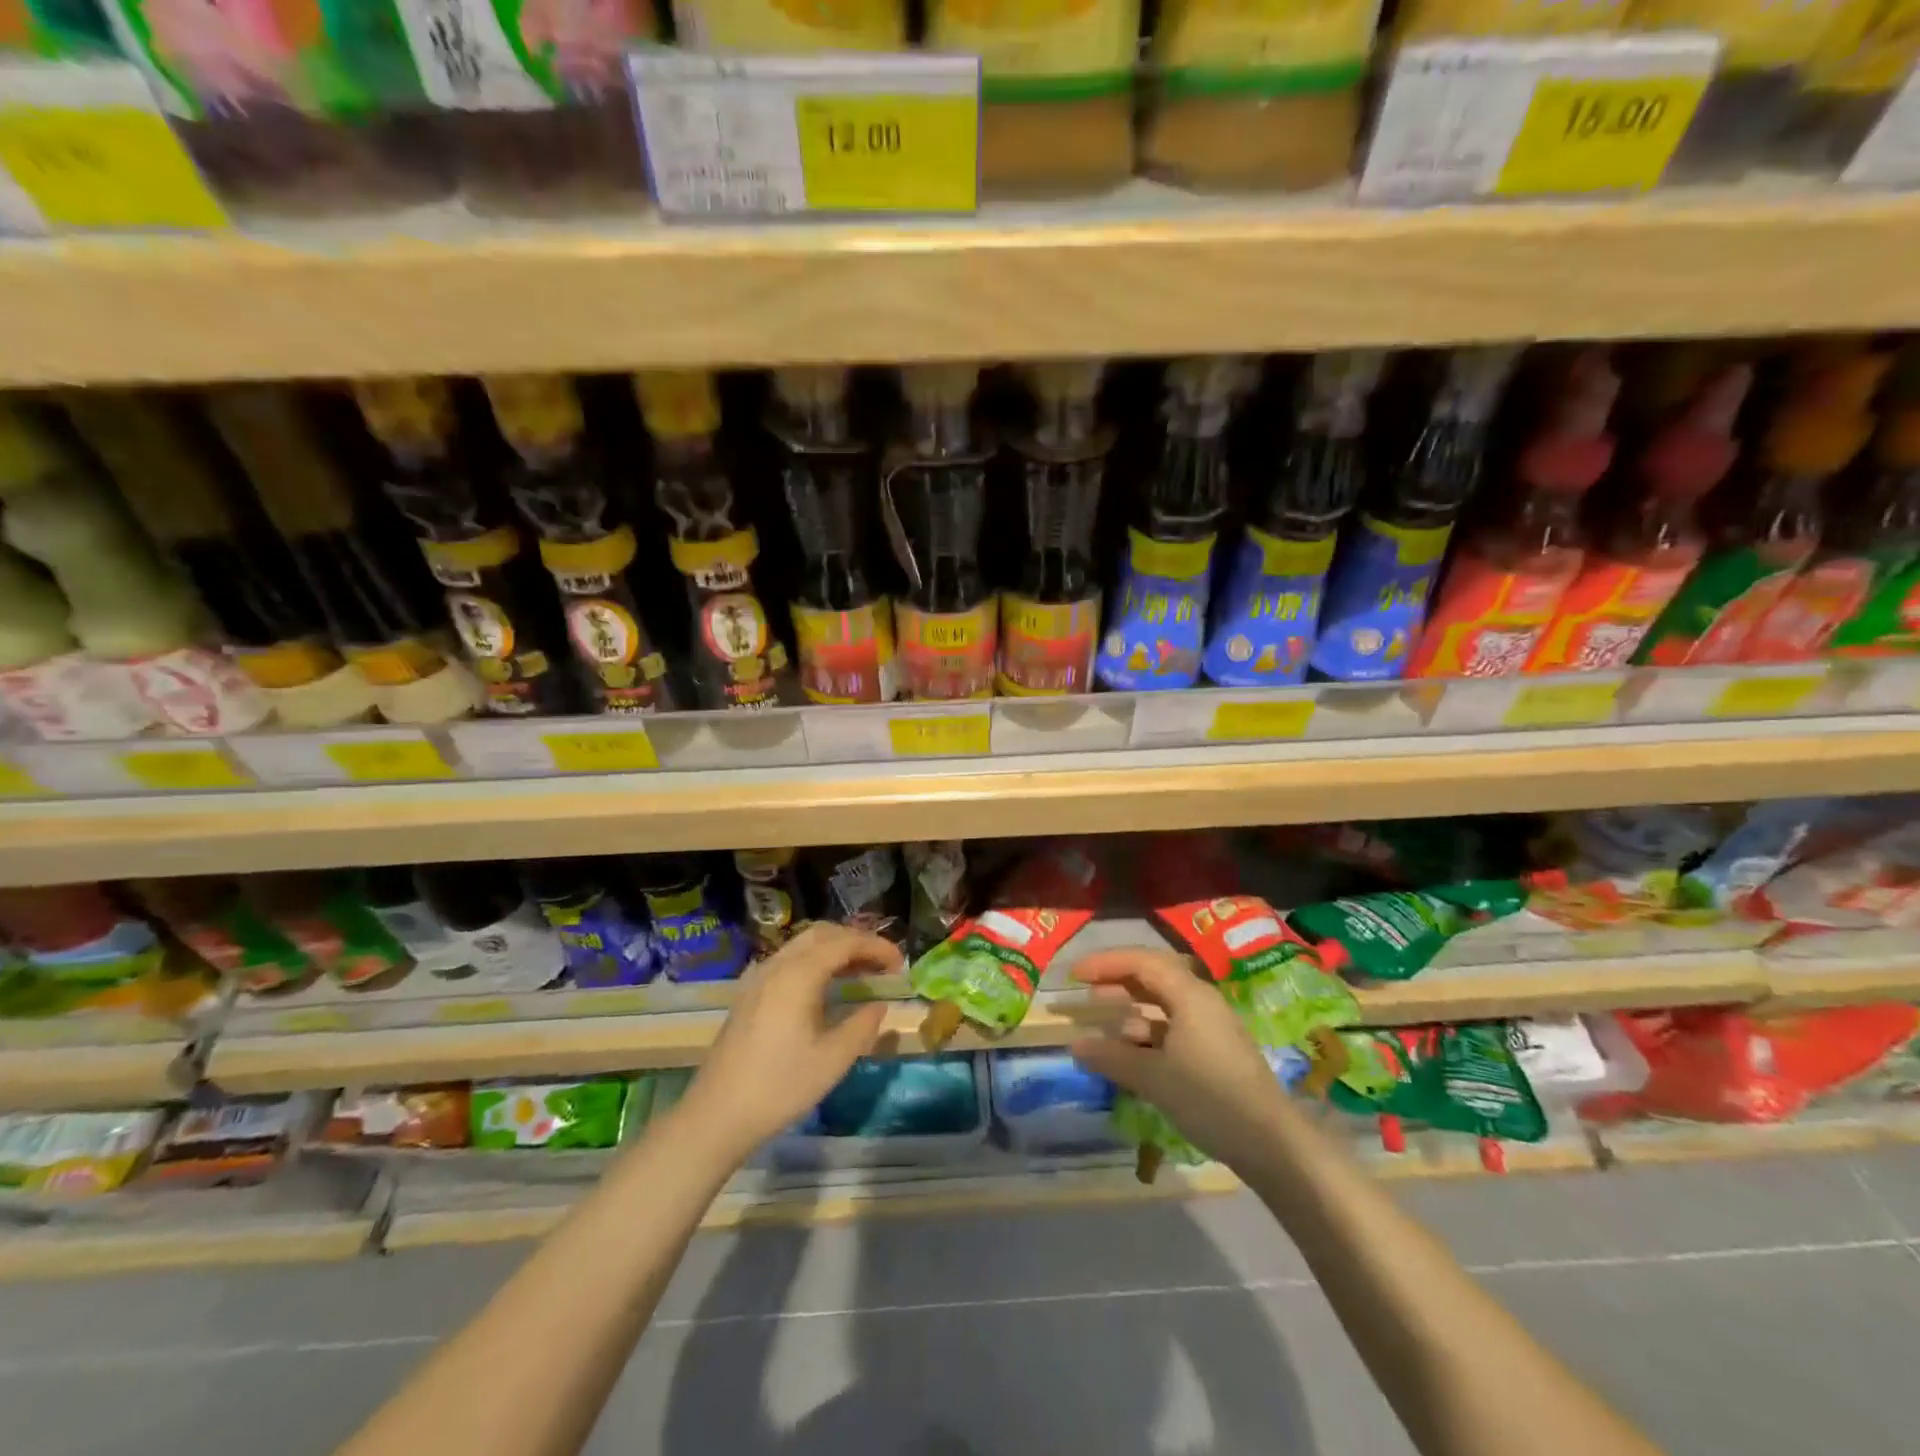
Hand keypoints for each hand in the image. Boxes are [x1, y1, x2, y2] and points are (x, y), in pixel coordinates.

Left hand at [680, 923, 901, 1160]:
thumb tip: (878, 1005)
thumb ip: (862, 1026)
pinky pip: (789, 960)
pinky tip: (826, 987)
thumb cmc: (780, 1086)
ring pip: (803, 945)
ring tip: (861, 973)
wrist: (716, 1115)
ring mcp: (758, 977)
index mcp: (798, 974)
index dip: (876, 947)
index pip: (845, 943)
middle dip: (856, 941)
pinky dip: (815, 961)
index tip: (901, 963)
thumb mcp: (833, 1060)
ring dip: (835, 950)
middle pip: (822, 934)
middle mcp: (777, 965)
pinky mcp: (749, 993)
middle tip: (882, 963)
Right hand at [1071, 948, 1288, 1168]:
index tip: (1075, 975)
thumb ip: (1112, 1058)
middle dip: (1118, 981)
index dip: (1105, 963)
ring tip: (1106, 1025)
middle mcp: (1202, 1001)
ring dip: (1133, 1009)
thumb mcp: (1154, 1078)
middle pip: (1154, 976)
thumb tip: (1076, 1045)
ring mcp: (1212, 1026)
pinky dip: (1149, 1032)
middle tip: (1086, 993)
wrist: (1272, 1144)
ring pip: (1165, 1003)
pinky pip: (1175, 1026)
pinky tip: (1134, 1053)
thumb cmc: (1210, 1098)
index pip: (1141, 961)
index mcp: (1190, 995)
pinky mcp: (1217, 1051)